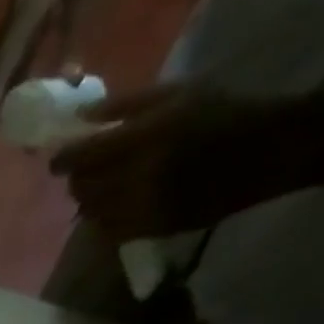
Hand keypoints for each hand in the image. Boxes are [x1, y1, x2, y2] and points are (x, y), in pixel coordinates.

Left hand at [50, 82, 297, 236]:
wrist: (264, 152)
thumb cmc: (220, 113)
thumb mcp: (176, 93)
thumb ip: (125, 105)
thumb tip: (80, 118)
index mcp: (142, 139)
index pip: (83, 157)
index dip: (63, 159)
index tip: (58, 159)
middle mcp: (136, 178)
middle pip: (82, 188)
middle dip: (77, 180)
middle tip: (83, 171)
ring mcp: (142, 208)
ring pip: (92, 213)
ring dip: (89, 201)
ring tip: (100, 188)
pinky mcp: (150, 230)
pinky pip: (109, 230)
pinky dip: (103, 219)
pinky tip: (115, 205)